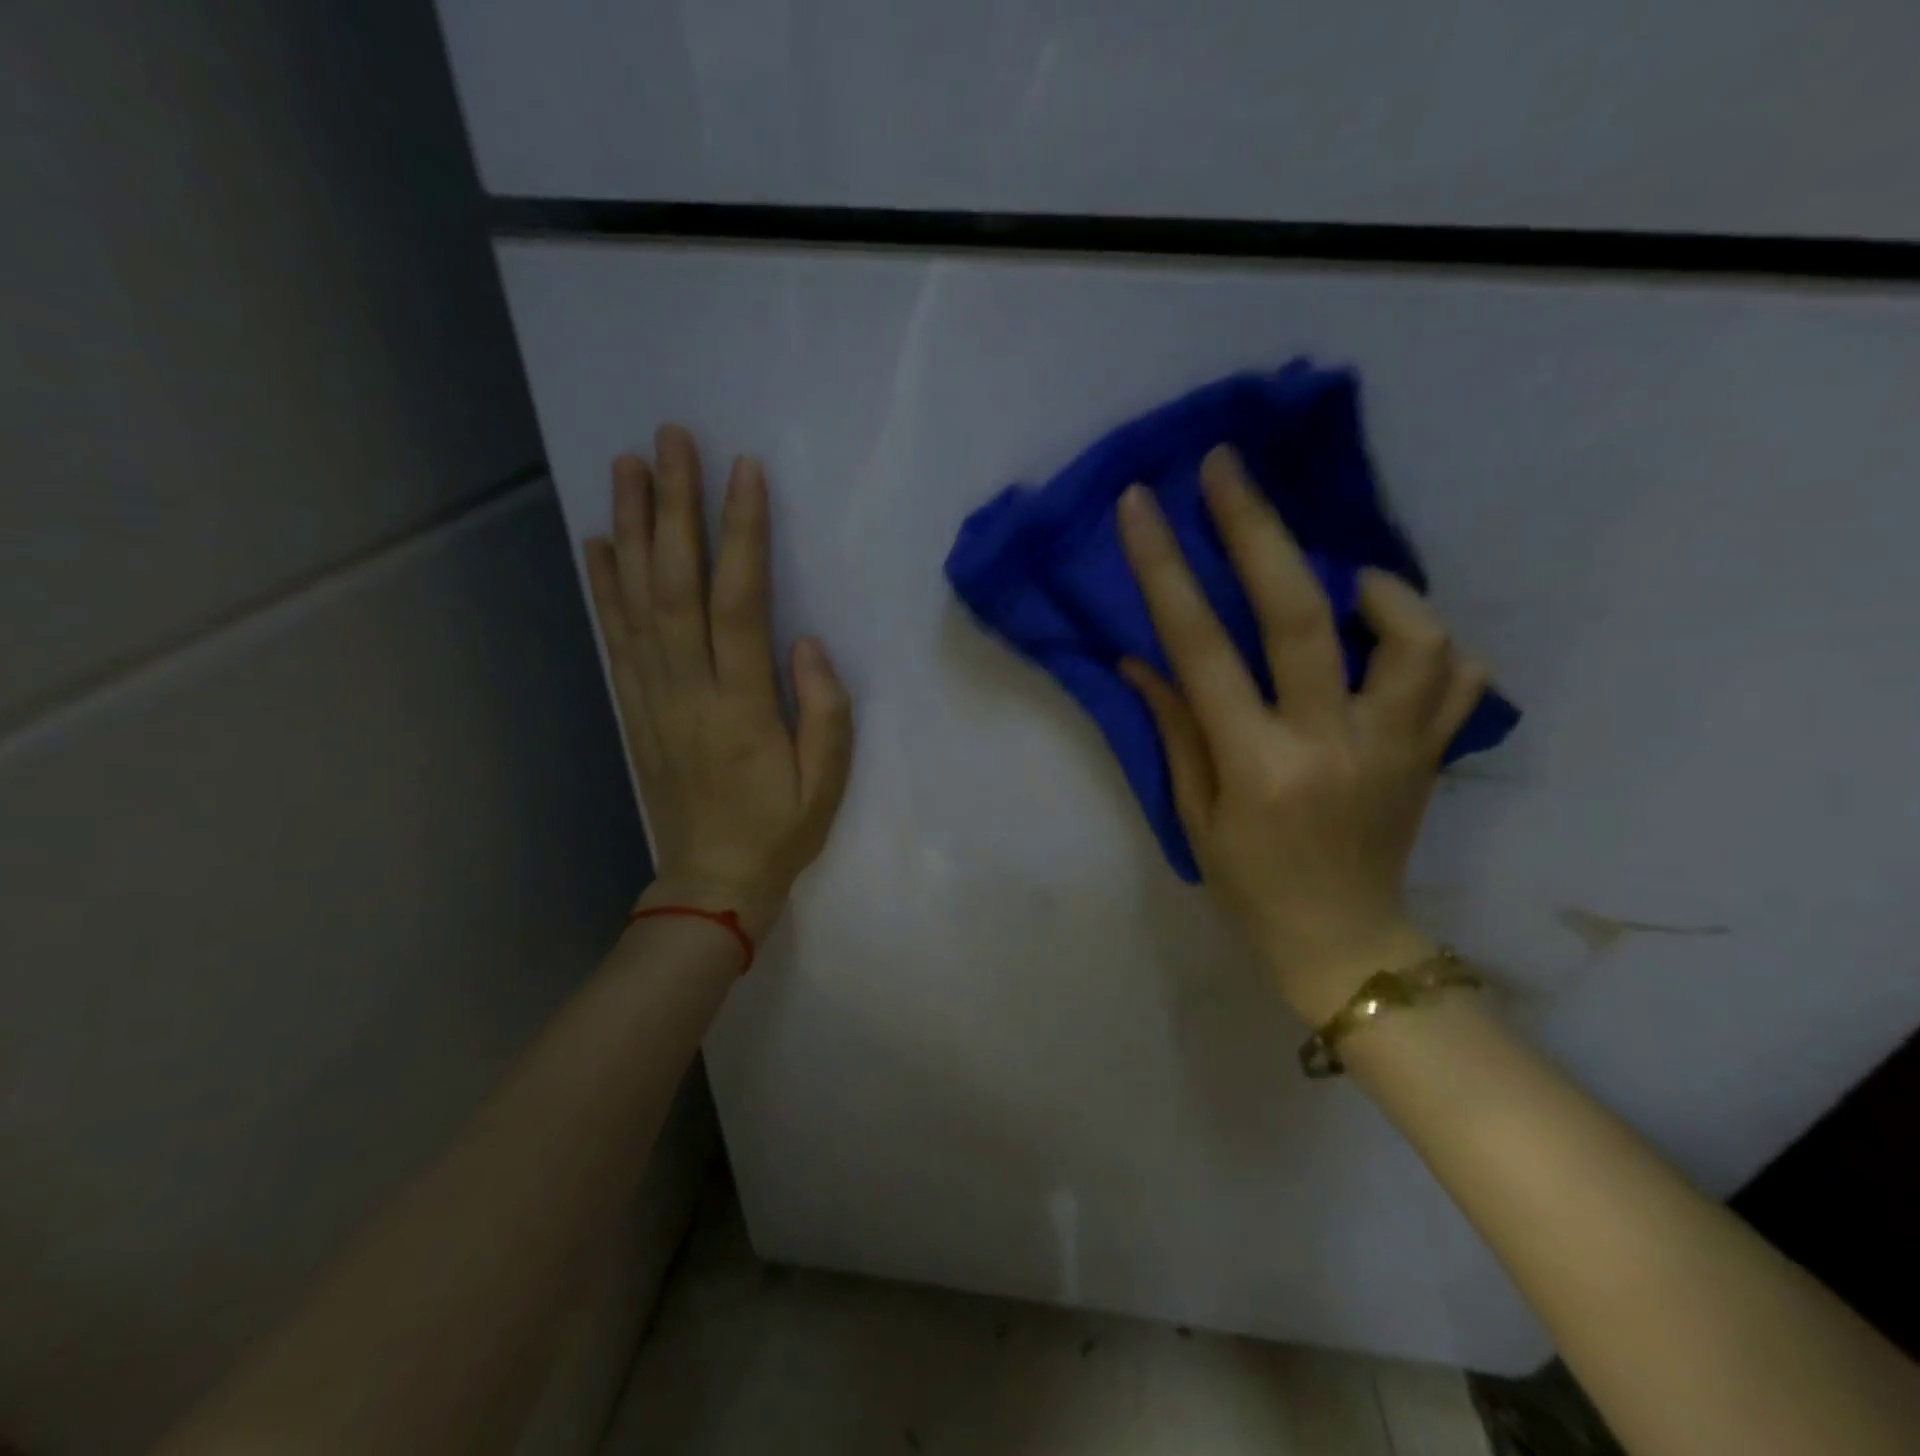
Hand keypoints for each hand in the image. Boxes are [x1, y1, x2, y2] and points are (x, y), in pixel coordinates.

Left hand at [584, 425, 852, 941]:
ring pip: (635, 601)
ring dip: (632, 529)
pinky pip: (615, 638)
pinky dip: (603, 586)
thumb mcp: (827, 782)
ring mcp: (652, 696)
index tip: (743, 472)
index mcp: (741, 707)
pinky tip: (601, 542)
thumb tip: (806, 641)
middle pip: (674, 585)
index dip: (740, 535)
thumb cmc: (779, 830)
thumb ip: (824, 710)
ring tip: (628, 467)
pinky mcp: (634, 707)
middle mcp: (687, 690)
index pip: (738, 604)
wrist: (711, 880)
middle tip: (670, 440)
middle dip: (673, 508)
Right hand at [1115, 446, 1488, 1022]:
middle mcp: (1332, 743)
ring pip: (1409, 633)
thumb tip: (1143, 657)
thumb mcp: (1194, 815)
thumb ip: (1174, 729)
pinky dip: (1426, 638)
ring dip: (1374, 585)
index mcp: (1258, 765)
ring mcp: (1397, 744)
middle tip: (1229, 467)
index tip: (1143, 505)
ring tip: (1342, 576)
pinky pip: (1456, 674)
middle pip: (1301, 614)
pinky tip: (1390, 635)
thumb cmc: (1250, 885)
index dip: (1168, 570)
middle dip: (1258, 528)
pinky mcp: (1434, 751)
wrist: (1345, 942)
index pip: (1202, 650)